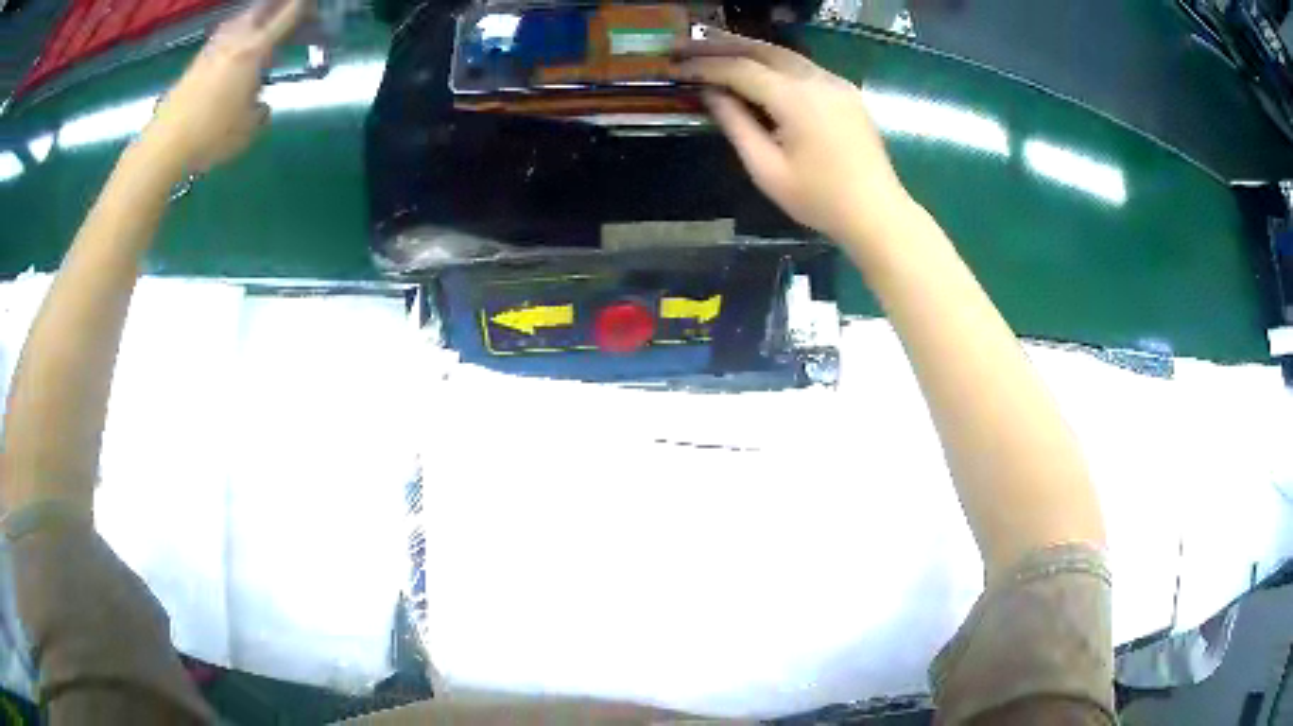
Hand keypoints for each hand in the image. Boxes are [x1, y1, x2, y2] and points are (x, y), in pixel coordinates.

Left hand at [148, 0, 310, 172]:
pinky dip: (233, 32)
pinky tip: (233, 42)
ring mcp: (212, 50)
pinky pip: (221, 36)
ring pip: (238, 19)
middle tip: (288, 9)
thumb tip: (260, 105)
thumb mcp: (247, 129)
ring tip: (260, 20)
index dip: (301, 6)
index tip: (313, 5)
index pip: (286, 17)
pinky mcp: (195, 63)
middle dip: (276, 6)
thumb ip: (260, 111)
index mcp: (254, 51)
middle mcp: (235, 41)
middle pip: (260, 8)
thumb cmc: (211, 135)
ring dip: (253, 15)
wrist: (165, 145)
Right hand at [676, 30, 912, 245]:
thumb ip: (736, 125)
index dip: (705, 66)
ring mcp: (836, 83)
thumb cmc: (820, 200)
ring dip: (748, 50)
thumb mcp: (767, 170)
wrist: (877, 213)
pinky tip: (756, 69)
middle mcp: (818, 80)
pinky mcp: (846, 91)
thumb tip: (712, 94)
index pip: (741, 69)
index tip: (676, 68)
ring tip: (714, 50)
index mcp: (797, 99)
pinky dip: (774, 62)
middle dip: (723, 46)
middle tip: (688, 47)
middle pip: (763, 50)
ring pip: (785, 54)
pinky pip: (803, 66)